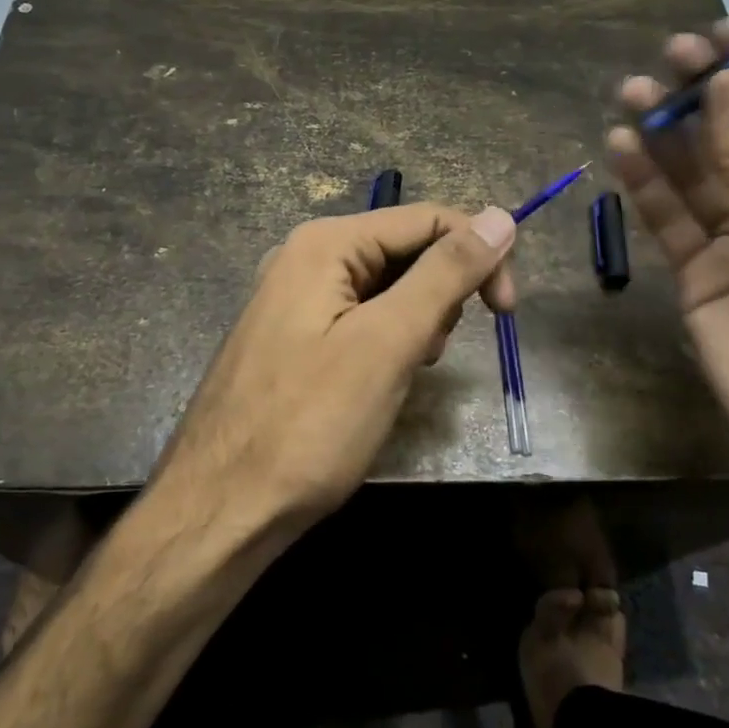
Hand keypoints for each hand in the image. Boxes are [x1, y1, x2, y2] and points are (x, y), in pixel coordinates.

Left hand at [154, 203, 518, 530]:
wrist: (221, 511)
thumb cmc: (309, 425)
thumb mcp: (388, 343)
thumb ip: (446, 274)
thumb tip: (500, 216)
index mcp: (325, 243)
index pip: (428, 219)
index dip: (478, 255)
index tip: (507, 313)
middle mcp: (306, 257)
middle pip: (405, 250)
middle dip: (440, 293)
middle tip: (430, 354)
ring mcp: (295, 298)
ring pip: (387, 287)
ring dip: (415, 321)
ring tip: (403, 373)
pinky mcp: (295, 336)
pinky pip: (360, 318)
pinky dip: (387, 341)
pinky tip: (378, 382)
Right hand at [607, 20, 728, 509]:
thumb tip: (723, 86)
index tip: (722, 32)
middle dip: (704, 95)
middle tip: (668, 59)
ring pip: (693, 173)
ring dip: (665, 133)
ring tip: (633, 94)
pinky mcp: (696, 274)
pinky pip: (666, 219)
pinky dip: (644, 184)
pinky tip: (621, 147)